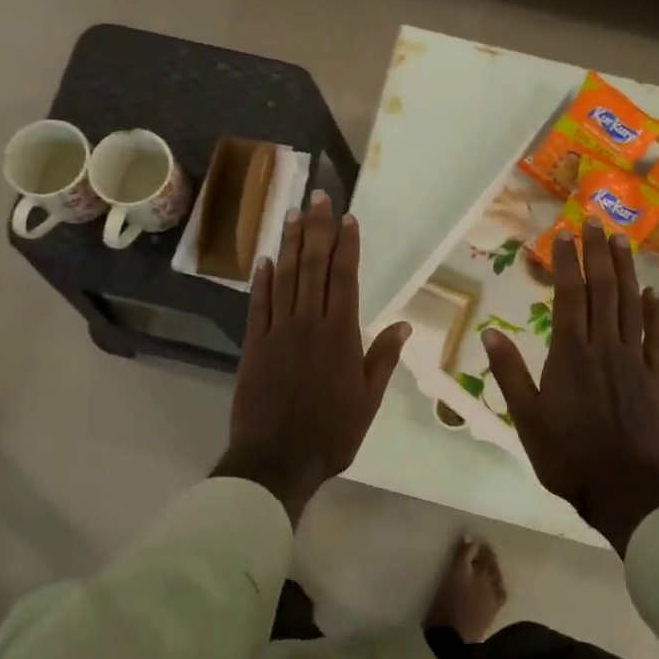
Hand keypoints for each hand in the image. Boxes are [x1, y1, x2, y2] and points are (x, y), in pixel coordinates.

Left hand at [215, 192, 409, 524]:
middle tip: (318, 198)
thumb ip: (381, 359)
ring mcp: (277, 332)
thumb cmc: (330, 434)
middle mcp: (308, 324)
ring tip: (293, 215)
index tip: (347, 218)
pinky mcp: (253, 345)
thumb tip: (404, 326)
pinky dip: (262, 280)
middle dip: (317, 230)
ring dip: (290, 244)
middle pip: (313, 267)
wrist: (275, 460)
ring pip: (285, 278)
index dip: (346, 245)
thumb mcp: (367, 401)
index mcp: (340, 336)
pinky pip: (258, 305)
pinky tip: (265, 259)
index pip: (344, 278)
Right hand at [481, 220, 658, 553]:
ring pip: (631, 305)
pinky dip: (655, 312)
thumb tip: (490, 331)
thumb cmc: (566, 454)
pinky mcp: (653, 377)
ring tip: (622, 241)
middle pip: (603, 290)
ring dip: (626, 271)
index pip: (569, 295)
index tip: (565, 235)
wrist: (622, 488)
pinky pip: (656, 337)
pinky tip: (652, 293)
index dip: (568, 263)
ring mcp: (633, 360)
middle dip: (598, 254)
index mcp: (570, 353)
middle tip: (596, 222)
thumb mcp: (525, 416)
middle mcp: (603, 346)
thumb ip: (509, 372)